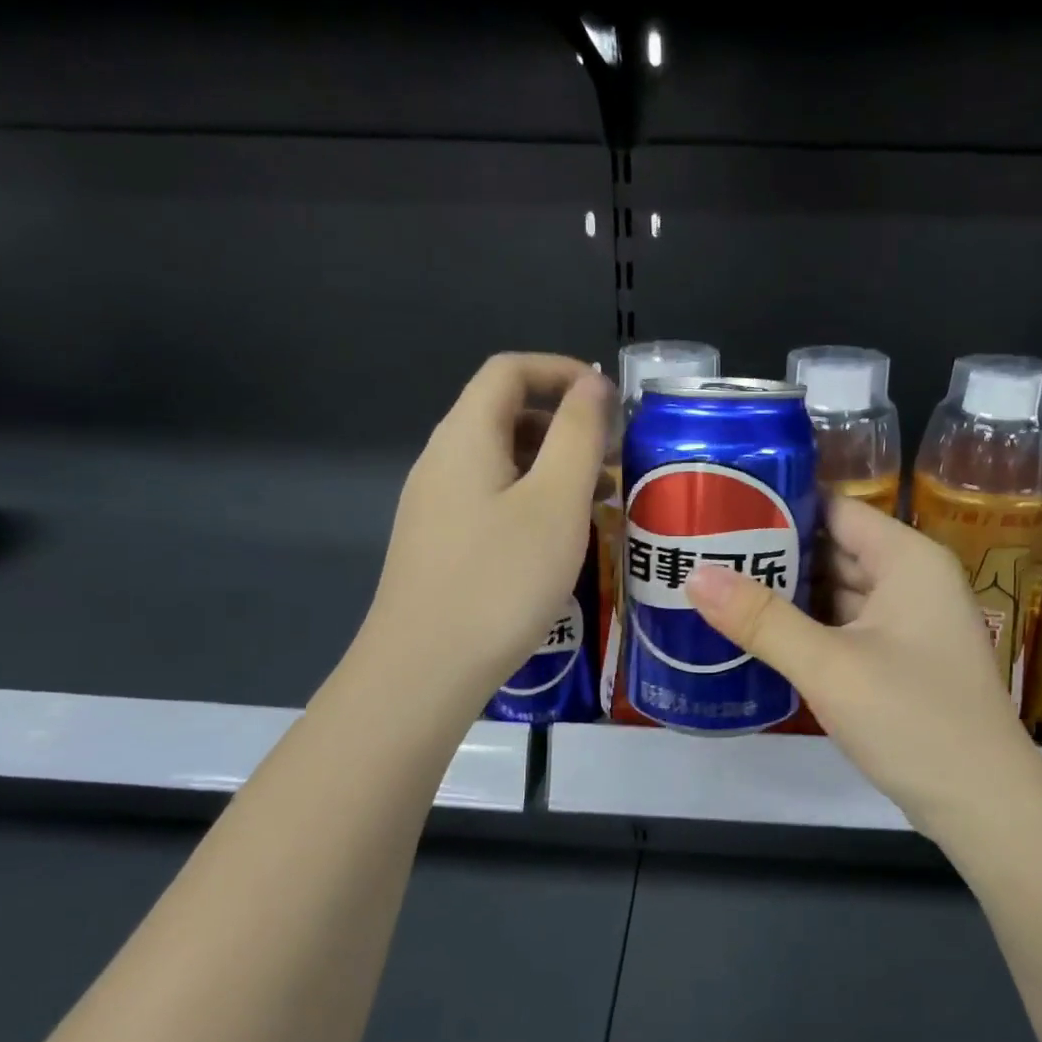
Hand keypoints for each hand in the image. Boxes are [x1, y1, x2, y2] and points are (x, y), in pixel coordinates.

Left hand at [362, 353, 610, 709]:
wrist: (425, 670)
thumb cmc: (500, 579)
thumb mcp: (555, 501)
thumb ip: (577, 434)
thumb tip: (591, 383)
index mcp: (466, 436)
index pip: (509, 371)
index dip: (561, 371)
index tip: (610, 400)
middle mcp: (443, 460)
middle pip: (506, 415)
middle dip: (566, 424)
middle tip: (616, 458)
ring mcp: (437, 505)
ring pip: (503, 463)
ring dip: (555, 467)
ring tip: (603, 501)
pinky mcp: (442, 544)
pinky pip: (494, 500)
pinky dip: (535, 501)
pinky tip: (563, 539)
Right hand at [686, 495, 1041, 837]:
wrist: (984, 805)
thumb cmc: (914, 719)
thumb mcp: (830, 667)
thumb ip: (762, 619)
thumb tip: (694, 574)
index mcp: (908, 559)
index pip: (836, 508)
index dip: (781, 504)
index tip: (723, 506)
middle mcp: (913, 580)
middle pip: (835, 549)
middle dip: (775, 553)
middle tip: (706, 550)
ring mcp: (909, 624)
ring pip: (838, 592)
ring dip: (788, 594)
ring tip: (719, 587)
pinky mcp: (901, 662)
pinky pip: (846, 629)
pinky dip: (807, 629)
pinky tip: (759, 635)